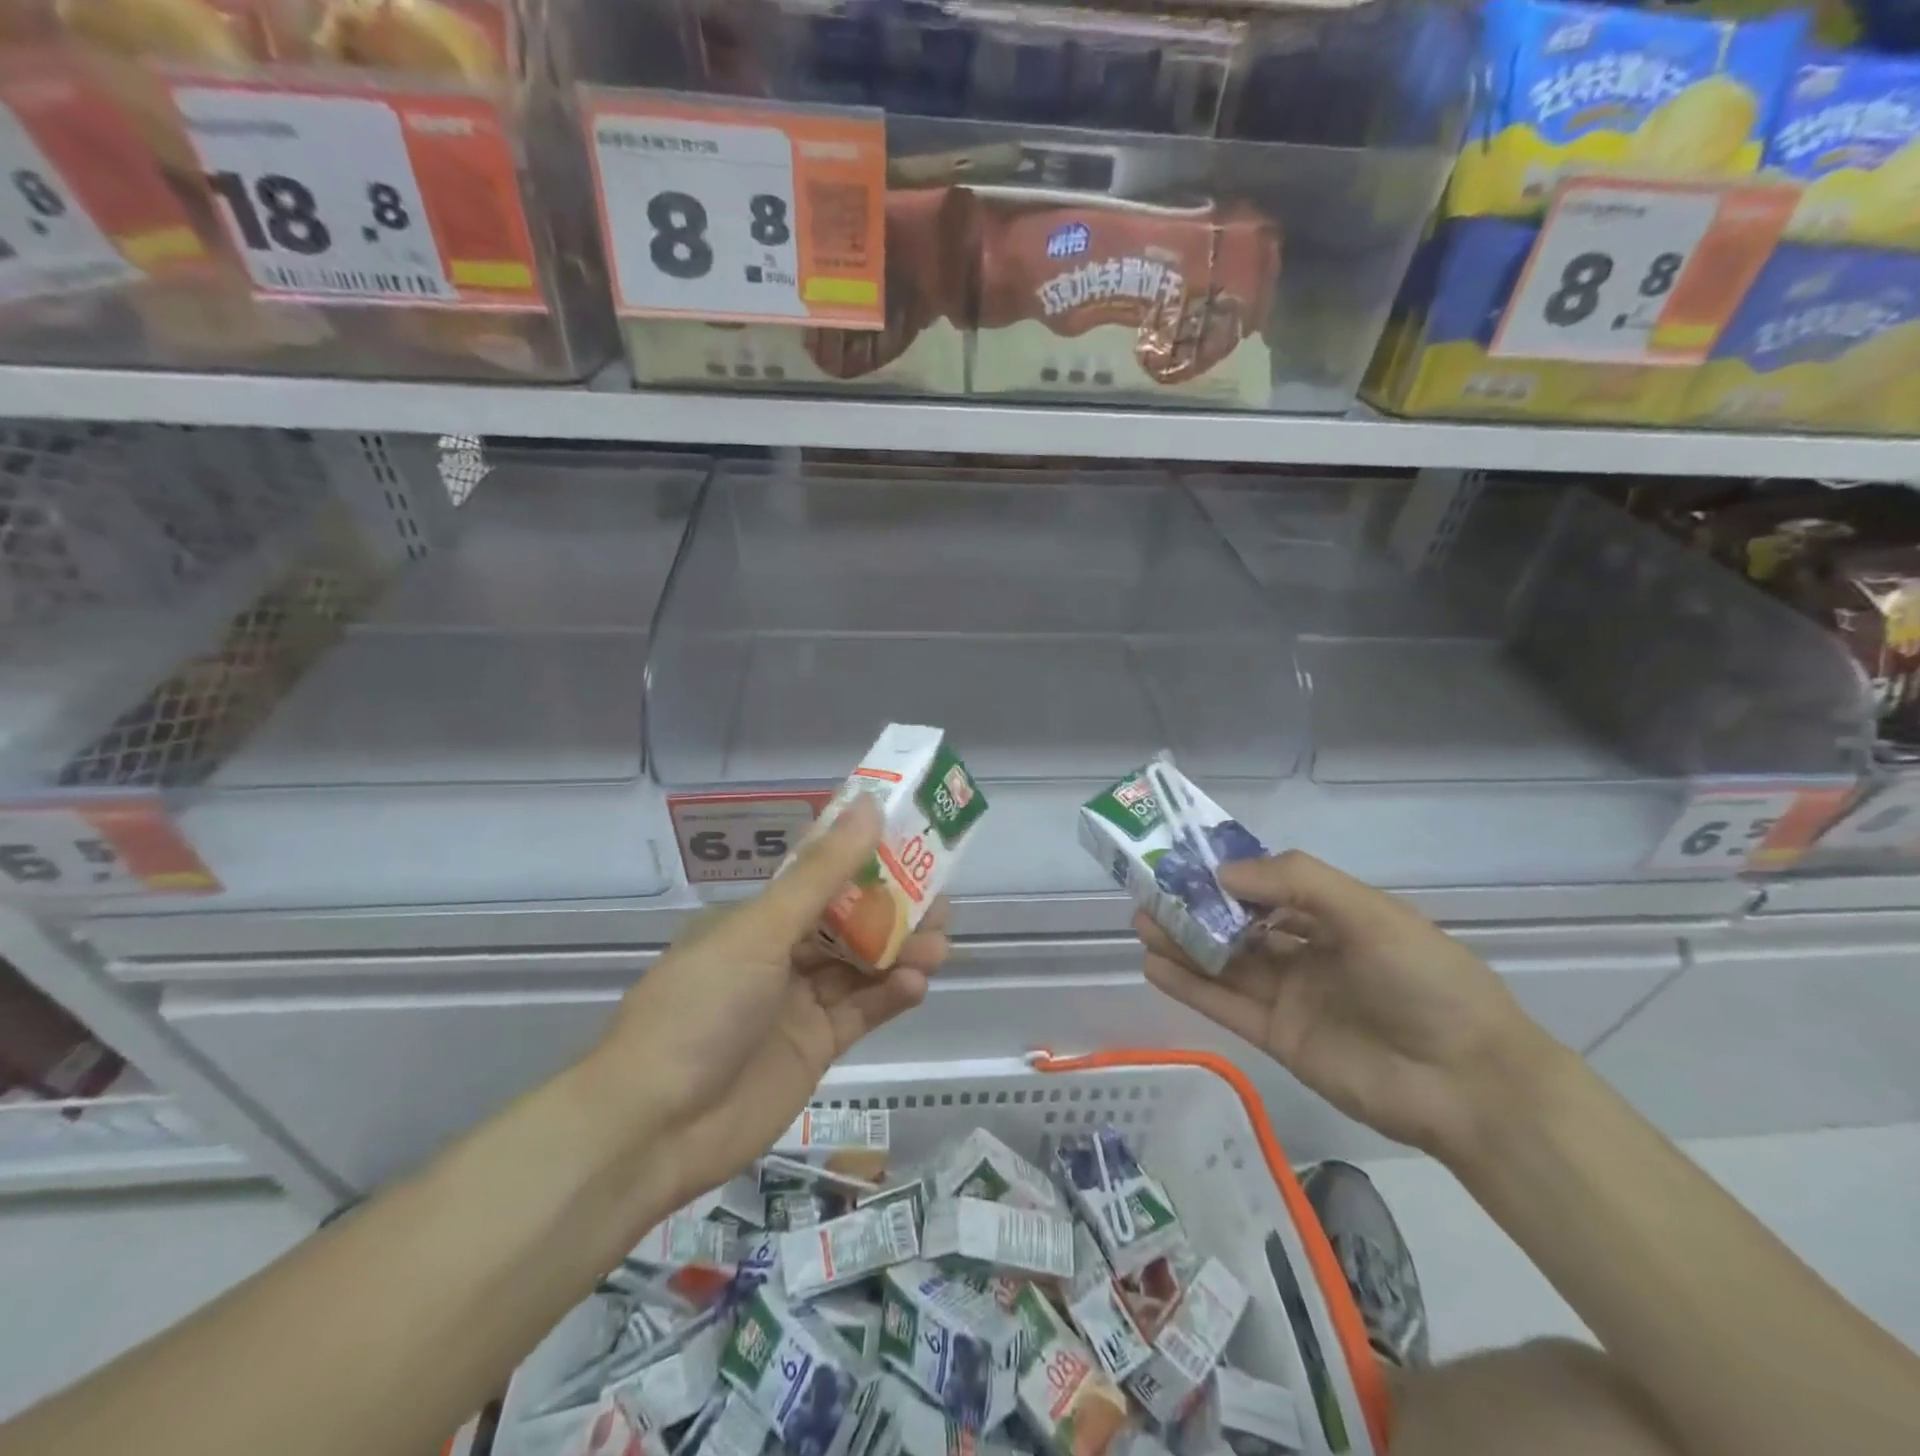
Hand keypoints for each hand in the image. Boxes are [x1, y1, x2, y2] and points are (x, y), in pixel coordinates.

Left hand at [593, 795, 947, 1210]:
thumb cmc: (702, 1007)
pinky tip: (916, 984)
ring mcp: (798, 1004)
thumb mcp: (762, 931)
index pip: (821, 877)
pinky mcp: (815, 1049)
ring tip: (939, 944)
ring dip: (901, 953)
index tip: (911, 843)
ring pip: (862, 967)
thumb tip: (869, 806)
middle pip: (849, 923)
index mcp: (758, 919)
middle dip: (895, 911)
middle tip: (940, 902)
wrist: (654, 1127)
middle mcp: (779, 955)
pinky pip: (862, 1012)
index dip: (866, 860)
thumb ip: (822, 874)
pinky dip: (890, 996)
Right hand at [1136, 850, 1554, 1159]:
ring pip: (1226, 964)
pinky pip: (1226, 1005)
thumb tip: (1223, 873)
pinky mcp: (1278, 1039)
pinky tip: (1154, 965)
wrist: (1470, 1085)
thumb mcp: (1369, 913)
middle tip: (1149, 892)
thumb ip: (1297, 882)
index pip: (1270, 888)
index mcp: (1337, 918)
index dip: (1228, 875)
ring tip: (1140, 921)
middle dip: (1196, 908)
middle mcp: (1310, 954)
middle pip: (1240, 926)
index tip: (1186, 861)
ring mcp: (1292, 998)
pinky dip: (1190, 985)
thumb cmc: (1426, 982)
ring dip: (1183, 943)